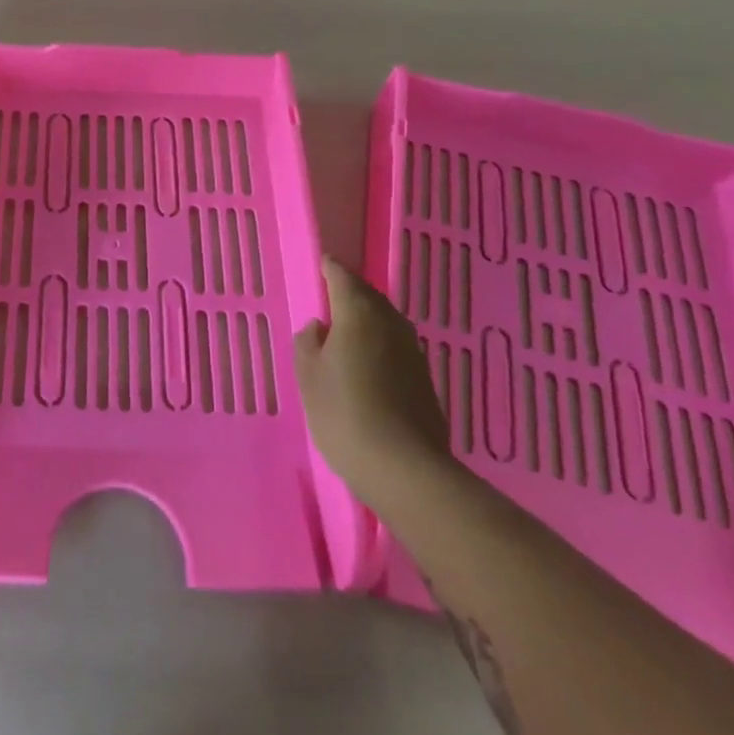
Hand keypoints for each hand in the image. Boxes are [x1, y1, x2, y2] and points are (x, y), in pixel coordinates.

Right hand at [294, 256, 453, 501]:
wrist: (405, 469)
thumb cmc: (344, 413)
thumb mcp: (308, 376)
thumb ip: (308, 342)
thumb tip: (320, 327)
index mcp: (358, 312)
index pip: (342, 276)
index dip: (329, 269)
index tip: (321, 265)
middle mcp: (390, 322)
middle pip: (368, 296)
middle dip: (350, 293)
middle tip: (330, 299)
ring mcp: (413, 351)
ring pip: (385, 322)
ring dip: (367, 321)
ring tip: (346, 333)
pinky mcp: (425, 380)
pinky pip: (396, 348)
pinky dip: (380, 346)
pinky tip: (368, 366)